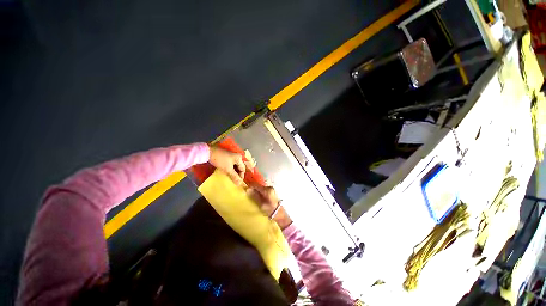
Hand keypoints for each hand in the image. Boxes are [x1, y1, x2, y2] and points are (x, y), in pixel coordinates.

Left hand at [209, 145, 245, 185]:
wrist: (209, 152)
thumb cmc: (220, 160)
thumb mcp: (228, 169)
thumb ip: (234, 176)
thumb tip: (239, 184)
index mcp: (239, 158)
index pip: (243, 169)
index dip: (241, 176)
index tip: (238, 183)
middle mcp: (237, 156)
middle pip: (239, 167)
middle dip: (237, 174)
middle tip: (234, 181)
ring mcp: (231, 156)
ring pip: (234, 166)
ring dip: (233, 172)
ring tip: (230, 178)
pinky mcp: (226, 157)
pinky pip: (230, 164)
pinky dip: (230, 169)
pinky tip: (227, 173)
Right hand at [247, 185, 291, 228]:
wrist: (279, 213)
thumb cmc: (270, 210)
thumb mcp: (261, 205)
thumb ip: (255, 196)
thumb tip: (247, 190)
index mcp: (267, 190)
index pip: (256, 185)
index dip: (250, 187)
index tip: (245, 191)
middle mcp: (269, 187)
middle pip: (258, 185)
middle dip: (252, 189)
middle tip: (247, 194)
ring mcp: (270, 189)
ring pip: (260, 187)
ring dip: (255, 191)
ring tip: (251, 196)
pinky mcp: (271, 191)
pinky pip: (262, 189)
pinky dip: (259, 192)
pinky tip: (257, 196)